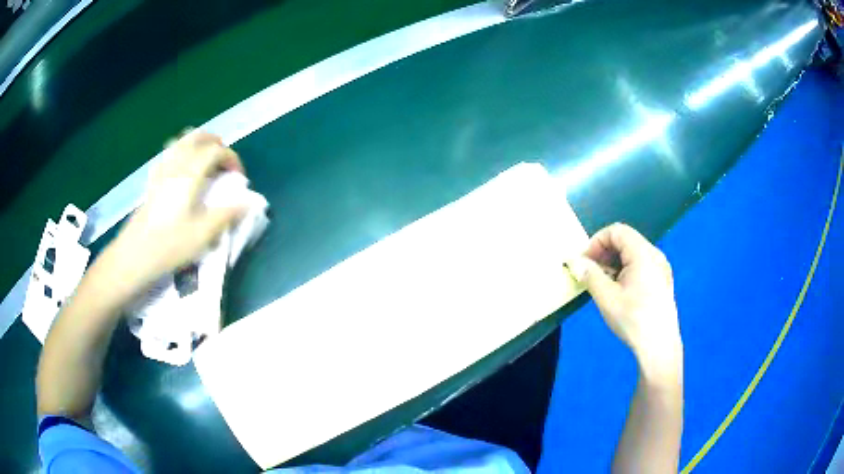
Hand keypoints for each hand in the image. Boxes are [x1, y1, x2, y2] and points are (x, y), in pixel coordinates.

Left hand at [109, 130, 246, 287]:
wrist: (134, 255)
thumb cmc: (170, 245)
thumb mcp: (203, 235)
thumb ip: (227, 215)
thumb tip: (248, 203)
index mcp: (190, 174)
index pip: (216, 150)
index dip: (232, 158)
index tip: (238, 177)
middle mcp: (175, 165)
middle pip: (197, 137)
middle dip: (215, 143)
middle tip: (223, 162)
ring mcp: (161, 171)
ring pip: (181, 142)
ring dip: (197, 144)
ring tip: (205, 163)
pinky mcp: (151, 181)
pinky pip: (168, 155)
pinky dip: (180, 154)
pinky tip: (181, 171)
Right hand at [572, 223, 681, 376]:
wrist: (659, 346)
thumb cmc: (633, 320)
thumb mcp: (606, 298)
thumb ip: (589, 275)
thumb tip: (575, 261)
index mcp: (643, 253)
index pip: (616, 231)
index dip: (596, 242)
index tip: (584, 262)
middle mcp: (655, 255)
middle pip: (625, 240)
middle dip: (604, 252)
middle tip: (590, 273)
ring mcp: (661, 267)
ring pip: (633, 253)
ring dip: (614, 262)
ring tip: (603, 284)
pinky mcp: (662, 280)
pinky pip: (641, 265)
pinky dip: (625, 270)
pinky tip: (619, 291)